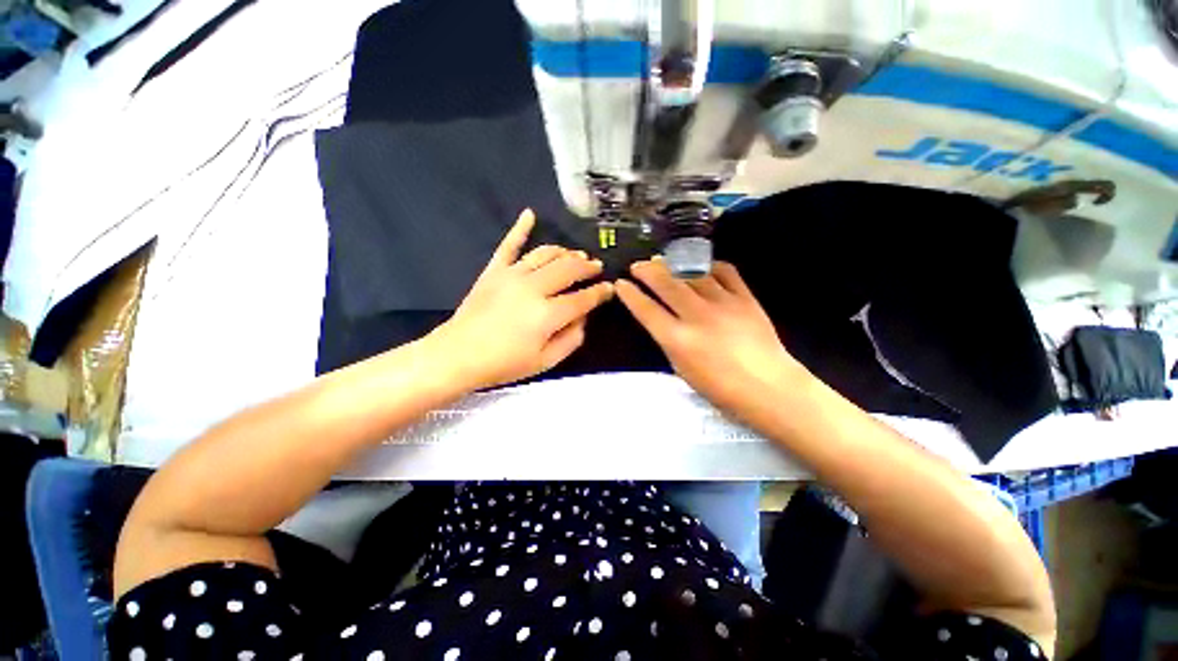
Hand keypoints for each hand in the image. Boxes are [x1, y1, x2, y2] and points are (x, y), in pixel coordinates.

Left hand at [431, 209, 613, 389]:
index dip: (600, 292)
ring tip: (576, 255)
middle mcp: (534, 288)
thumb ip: (571, 339)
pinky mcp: (494, 270)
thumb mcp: (546, 362)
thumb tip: (583, 317)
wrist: (458, 355)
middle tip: (597, 267)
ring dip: (565, 252)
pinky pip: (509, 245)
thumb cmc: (504, 363)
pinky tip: (529, 214)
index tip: (610, 288)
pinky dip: (520, 228)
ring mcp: (512, 275)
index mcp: (548, 314)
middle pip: (569, 269)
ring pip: (546, 254)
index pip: (583, 298)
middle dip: (587, 267)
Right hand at [616, 259, 810, 418]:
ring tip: (663, 260)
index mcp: (678, 340)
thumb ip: (669, 341)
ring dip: (673, 264)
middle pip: (666, 284)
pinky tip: (700, 266)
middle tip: (638, 265)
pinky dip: (709, 266)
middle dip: (647, 270)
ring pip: (692, 273)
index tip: (621, 283)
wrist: (769, 387)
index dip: (630, 294)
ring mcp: (723, 303)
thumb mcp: (682, 369)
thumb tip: (660, 319)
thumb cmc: (721, 388)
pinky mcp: (745, 298)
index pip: (646, 310)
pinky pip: (724, 272)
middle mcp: (697, 316)